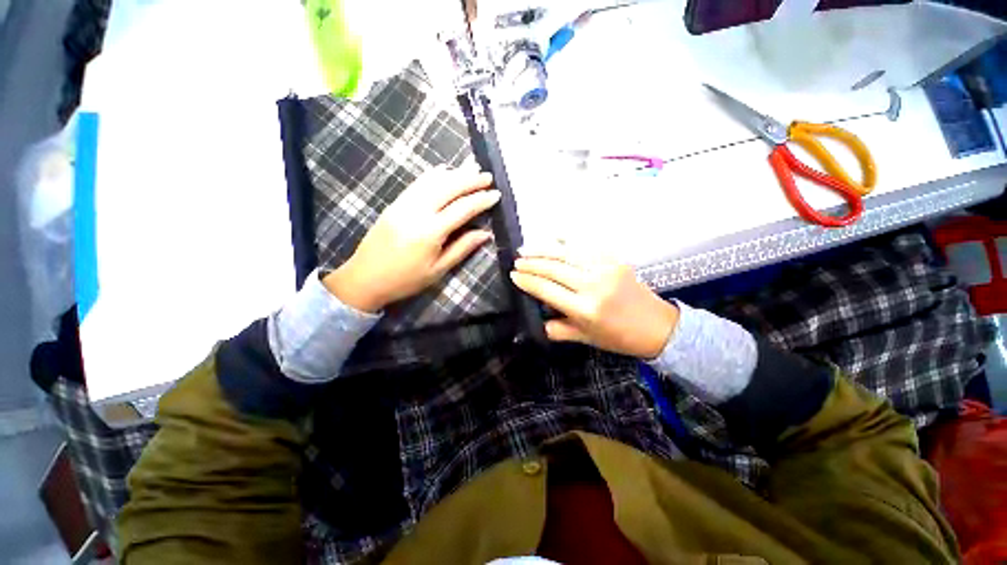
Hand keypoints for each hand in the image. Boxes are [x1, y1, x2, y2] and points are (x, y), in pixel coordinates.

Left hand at [323, 166, 499, 311]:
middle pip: (448, 188)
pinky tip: (443, 170)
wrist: (364, 278)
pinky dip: (432, 175)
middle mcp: (417, 211)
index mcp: (430, 232)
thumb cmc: (405, 280)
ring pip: (432, 181)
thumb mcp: (438, 269)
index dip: (481, 200)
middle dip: (470, 180)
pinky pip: (417, 183)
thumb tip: (485, 233)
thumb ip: (462, 248)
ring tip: (470, 167)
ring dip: (454, 173)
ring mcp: (403, 204)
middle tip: (487, 176)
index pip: (462, 209)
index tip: (496, 194)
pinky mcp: (395, 203)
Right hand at [510, 250, 679, 357]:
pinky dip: (565, 242)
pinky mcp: (614, 259)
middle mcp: (593, 285)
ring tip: (526, 248)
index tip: (513, 275)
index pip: (547, 289)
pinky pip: (584, 246)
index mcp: (585, 309)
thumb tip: (536, 320)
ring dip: (543, 249)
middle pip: (554, 268)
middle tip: (515, 260)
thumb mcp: (585, 339)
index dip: (528, 281)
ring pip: (566, 253)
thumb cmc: (618, 337)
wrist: (657, 326)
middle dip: (531, 262)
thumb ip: (557, 330)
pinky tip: (552, 240)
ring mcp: (605, 268)